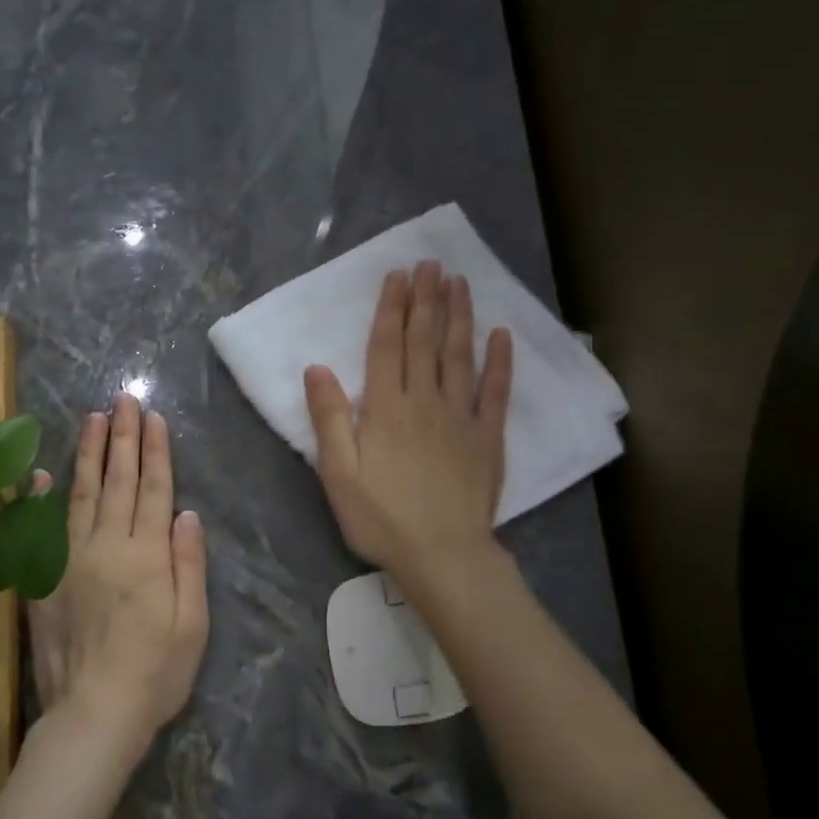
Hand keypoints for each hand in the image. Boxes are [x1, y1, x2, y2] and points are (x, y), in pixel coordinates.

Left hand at [24, 393, 208, 755]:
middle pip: (118, 482)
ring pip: (81, 495)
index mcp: (148, 555)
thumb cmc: (156, 672)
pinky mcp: (43, 580)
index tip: (151, 417)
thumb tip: (186, 513)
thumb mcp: (193, 623)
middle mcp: (107, 546)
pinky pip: (40, 530)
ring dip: (88, 454)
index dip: (155, 451)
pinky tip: (39, 473)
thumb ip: (189, 564)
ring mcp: (70, 560)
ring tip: (92, 419)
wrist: (94, 713)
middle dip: (122, 437)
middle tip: (122, 400)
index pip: (154, 489)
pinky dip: (38, 499)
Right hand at [304, 261, 512, 585]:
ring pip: (459, 356)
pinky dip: (500, 362)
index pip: (387, 346)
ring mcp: (461, 417)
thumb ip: (329, 419)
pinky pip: (496, 392)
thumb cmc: (381, 518)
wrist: (442, 555)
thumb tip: (316, 368)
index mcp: (385, 409)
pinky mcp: (488, 437)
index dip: (391, 308)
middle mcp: (424, 402)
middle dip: (426, 300)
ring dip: (459, 316)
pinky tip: (501, 335)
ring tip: (459, 282)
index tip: (398, 275)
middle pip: (425, 341)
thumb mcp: (338, 474)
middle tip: (431, 264)